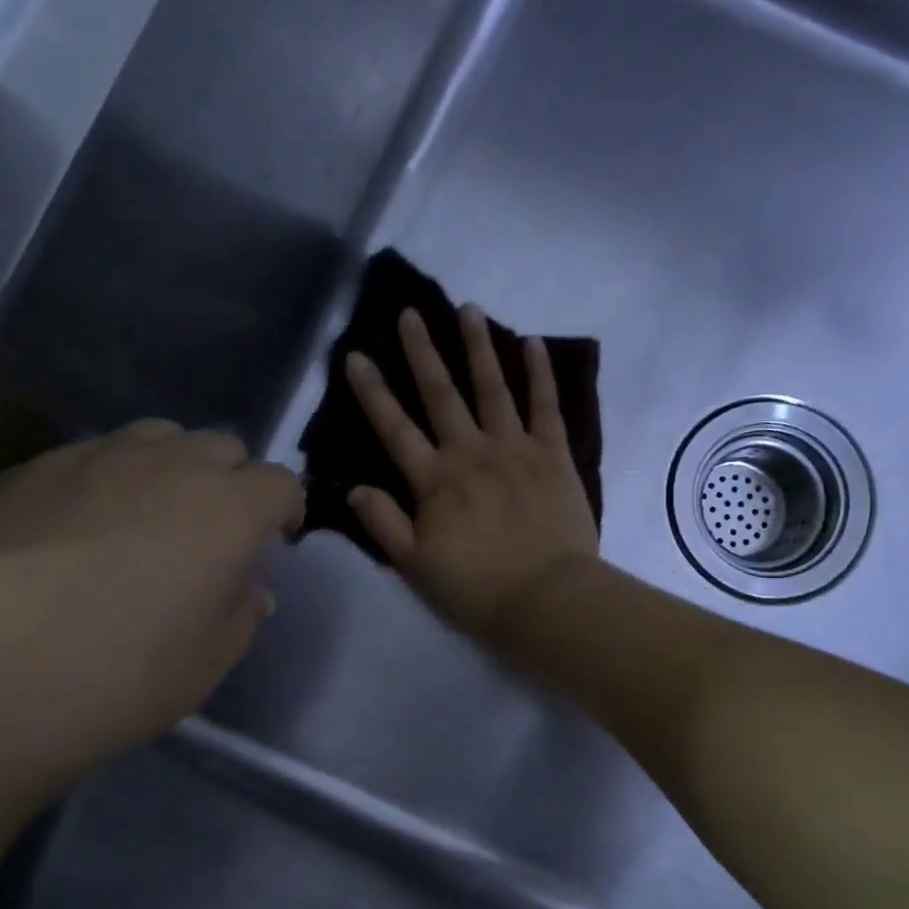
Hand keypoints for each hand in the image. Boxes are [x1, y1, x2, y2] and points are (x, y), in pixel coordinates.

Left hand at [0, 420, 301, 793]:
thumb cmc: (124, 675)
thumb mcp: (212, 659)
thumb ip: (243, 612)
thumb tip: (248, 587)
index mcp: (228, 508)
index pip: (280, 483)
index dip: (284, 509)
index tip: (274, 539)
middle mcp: (169, 465)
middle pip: (222, 446)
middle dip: (232, 479)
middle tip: (212, 530)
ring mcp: (93, 459)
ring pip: (155, 436)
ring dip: (171, 466)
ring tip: (148, 514)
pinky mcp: (28, 470)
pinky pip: (88, 456)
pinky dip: (105, 478)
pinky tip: (76, 527)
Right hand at [346, 305, 599, 641]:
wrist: (547, 599)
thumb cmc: (477, 589)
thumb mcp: (416, 566)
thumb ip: (384, 524)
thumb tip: (354, 487)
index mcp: (435, 481)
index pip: (395, 428)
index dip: (373, 392)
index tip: (356, 355)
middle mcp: (471, 453)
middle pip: (441, 395)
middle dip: (422, 352)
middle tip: (410, 313)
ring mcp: (515, 448)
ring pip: (493, 388)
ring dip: (478, 347)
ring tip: (468, 309)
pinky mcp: (553, 455)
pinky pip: (546, 406)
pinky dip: (540, 374)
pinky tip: (533, 344)